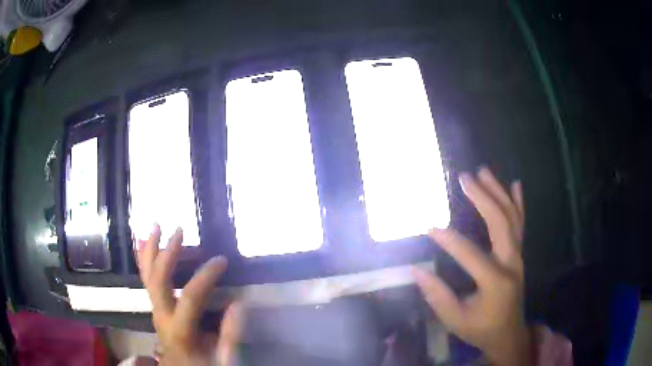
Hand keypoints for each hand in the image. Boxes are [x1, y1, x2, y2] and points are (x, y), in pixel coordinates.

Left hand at [137, 225, 241, 365]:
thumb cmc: (203, 365)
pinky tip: (143, 244)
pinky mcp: (155, 307)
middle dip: (167, 253)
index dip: (206, 275)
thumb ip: (230, 334)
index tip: (222, 260)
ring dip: (150, 250)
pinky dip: (144, 260)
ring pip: (147, 276)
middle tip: (179, 231)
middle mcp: (162, 315)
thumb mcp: (223, 357)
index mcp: (180, 329)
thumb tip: (240, 303)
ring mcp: (155, 310)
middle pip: (158, 280)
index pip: (191, 296)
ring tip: (155, 226)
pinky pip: (146, 280)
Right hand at [413, 168, 530, 365]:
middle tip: (465, 178)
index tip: (429, 227)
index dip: (450, 241)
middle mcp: (511, 263)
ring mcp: (518, 256)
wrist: (508, 333)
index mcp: (496, 282)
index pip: (471, 255)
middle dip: (482, 198)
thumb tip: (416, 271)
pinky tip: (515, 185)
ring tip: (484, 171)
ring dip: (498, 192)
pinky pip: (520, 224)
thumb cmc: (481, 329)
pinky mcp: (519, 254)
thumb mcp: (455, 319)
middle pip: (500, 223)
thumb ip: (437, 296)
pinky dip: (518, 203)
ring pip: (512, 218)